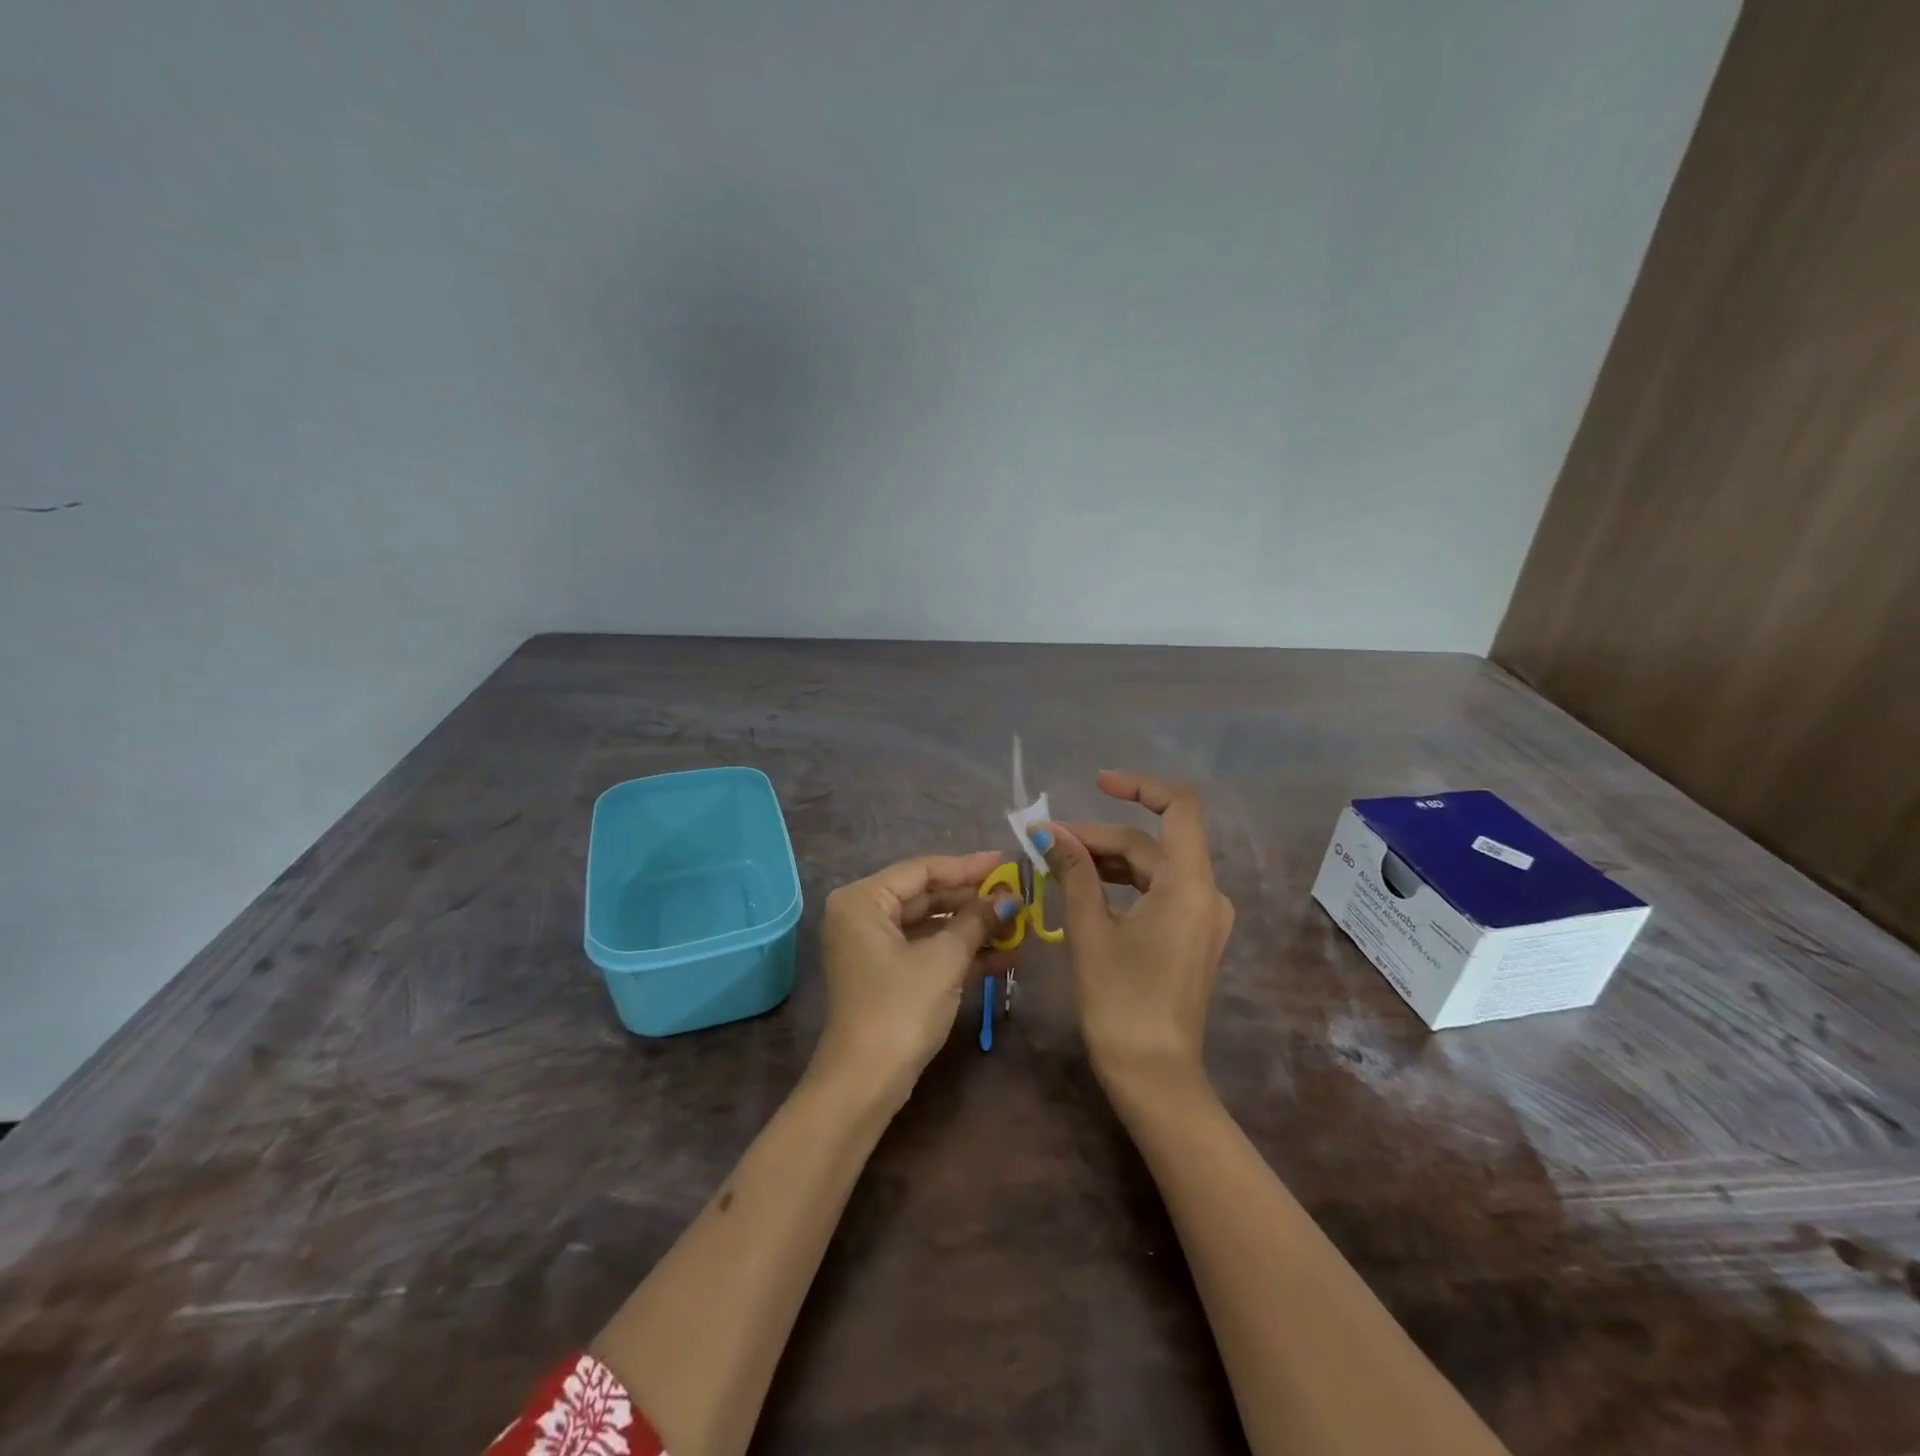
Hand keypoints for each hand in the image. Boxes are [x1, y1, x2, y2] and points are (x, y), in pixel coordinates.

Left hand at [814, 851, 1020, 1109]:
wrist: (866, 1082)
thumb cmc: (901, 1007)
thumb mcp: (945, 959)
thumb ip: (977, 920)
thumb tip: (1010, 899)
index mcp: (863, 900)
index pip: (922, 870)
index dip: (968, 867)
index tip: (1006, 862)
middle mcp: (862, 915)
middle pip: (926, 895)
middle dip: (974, 900)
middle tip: (1017, 895)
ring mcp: (873, 946)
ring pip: (930, 925)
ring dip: (973, 928)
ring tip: (1019, 925)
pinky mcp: (887, 973)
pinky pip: (926, 949)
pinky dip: (960, 952)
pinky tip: (1004, 955)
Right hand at [1034, 772, 1233, 1093]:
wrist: (1154, 1076)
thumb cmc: (1120, 1002)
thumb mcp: (1090, 930)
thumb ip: (1074, 872)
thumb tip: (1048, 832)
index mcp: (1190, 885)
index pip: (1178, 807)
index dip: (1139, 786)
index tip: (1096, 783)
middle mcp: (1206, 893)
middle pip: (1151, 843)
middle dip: (1098, 836)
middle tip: (1046, 842)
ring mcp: (1202, 917)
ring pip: (1151, 868)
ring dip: (1106, 859)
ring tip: (1056, 862)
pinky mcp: (1191, 936)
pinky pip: (1156, 892)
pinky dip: (1121, 884)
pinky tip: (1084, 887)